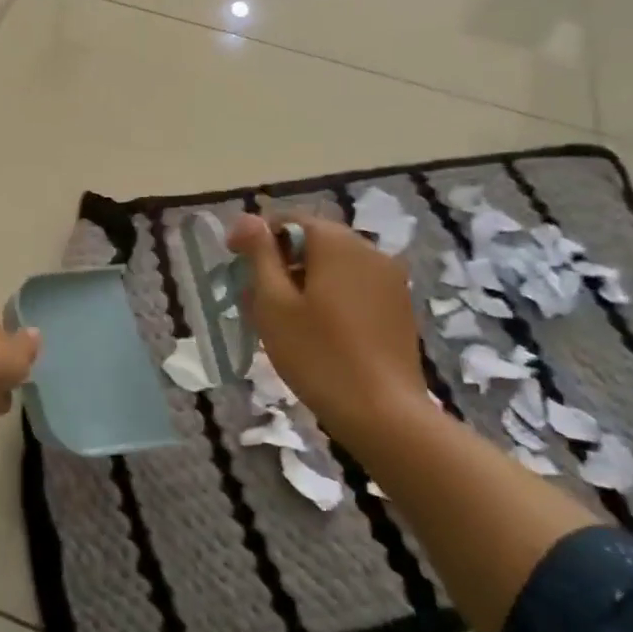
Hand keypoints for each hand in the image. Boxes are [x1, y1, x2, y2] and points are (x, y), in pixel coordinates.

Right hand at [227, 213, 423, 441]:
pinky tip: (316, 332)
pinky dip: (329, 297)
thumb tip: (245, 218)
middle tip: (253, 300)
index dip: (255, 239)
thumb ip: (259, 255)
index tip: (234, 268)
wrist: (383, 413)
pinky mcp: (399, 306)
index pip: (287, 221)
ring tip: (281, 320)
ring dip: (303, 282)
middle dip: (279, 264)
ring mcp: (390, 278)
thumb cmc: (317, 354)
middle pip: (312, 242)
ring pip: (333, 266)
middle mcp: (368, 249)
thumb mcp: (274, 303)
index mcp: (336, 242)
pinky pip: (354, 287)